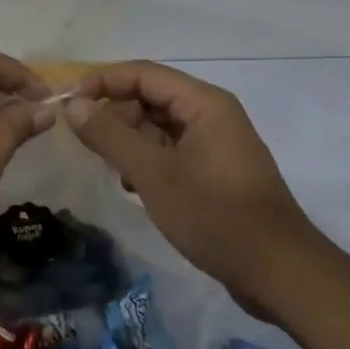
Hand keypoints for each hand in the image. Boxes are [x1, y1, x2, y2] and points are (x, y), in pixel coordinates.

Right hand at [63, 62, 334, 317]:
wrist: (280, 274)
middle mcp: (211, 114)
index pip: (142, 73)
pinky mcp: (214, 171)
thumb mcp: (154, 174)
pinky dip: (147, 161)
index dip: (102, 82)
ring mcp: (215, 144)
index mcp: (204, 103)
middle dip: (115, 115)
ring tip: (112, 170)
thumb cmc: (216, 215)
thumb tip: (72, 105)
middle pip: (149, 97)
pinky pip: (170, 150)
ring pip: (157, 126)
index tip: (69, 104)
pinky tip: (134, 188)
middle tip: (89, 145)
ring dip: (129, 141)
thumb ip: (110, 135)